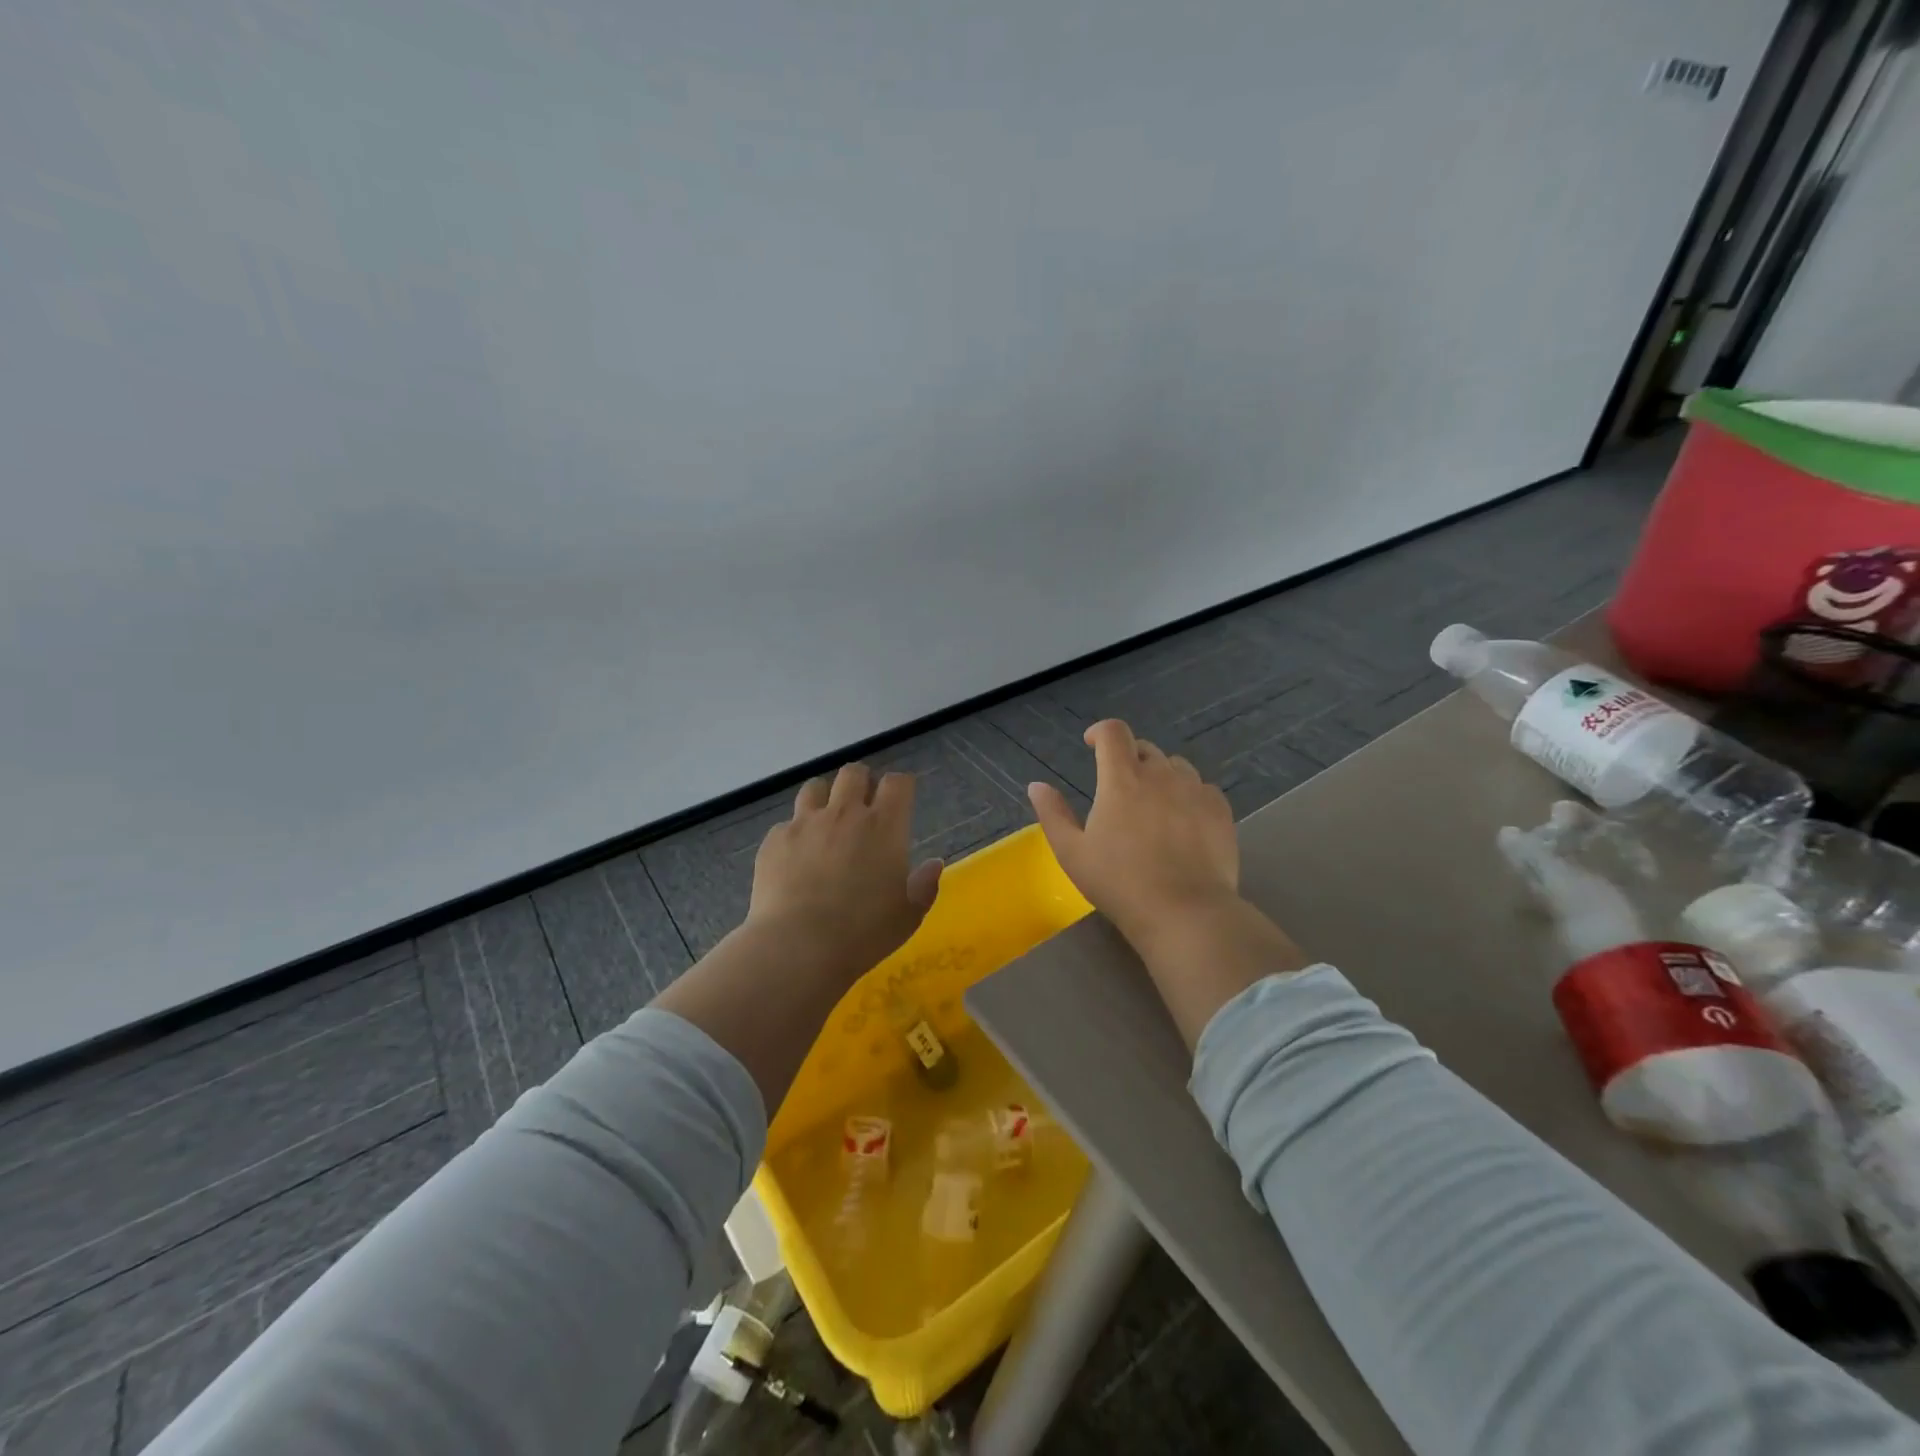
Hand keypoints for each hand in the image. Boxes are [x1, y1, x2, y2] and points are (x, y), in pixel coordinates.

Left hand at [747, 764, 944, 981]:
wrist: (798, 946)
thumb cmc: (863, 932)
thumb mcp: (908, 916)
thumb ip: (924, 885)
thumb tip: (934, 864)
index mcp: (884, 826)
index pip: (897, 783)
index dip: (900, 786)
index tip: (901, 798)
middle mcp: (845, 813)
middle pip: (854, 773)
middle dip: (861, 782)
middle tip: (862, 804)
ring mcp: (805, 823)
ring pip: (815, 787)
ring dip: (825, 798)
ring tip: (826, 821)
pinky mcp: (775, 839)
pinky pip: (787, 823)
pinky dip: (795, 834)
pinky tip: (795, 858)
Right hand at [1028, 720, 1238, 949]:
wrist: (1185, 912)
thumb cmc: (1119, 883)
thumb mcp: (1072, 853)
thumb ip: (1053, 814)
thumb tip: (1036, 786)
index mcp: (1121, 779)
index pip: (1113, 732)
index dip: (1100, 731)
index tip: (1092, 745)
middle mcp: (1160, 775)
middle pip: (1144, 748)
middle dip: (1128, 758)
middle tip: (1120, 788)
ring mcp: (1194, 790)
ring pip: (1176, 766)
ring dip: (1160, 775)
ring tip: (1154, 804)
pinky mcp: (1220, 810)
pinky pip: (1202, 788)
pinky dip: (1189, 795)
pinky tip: (1184, 821)